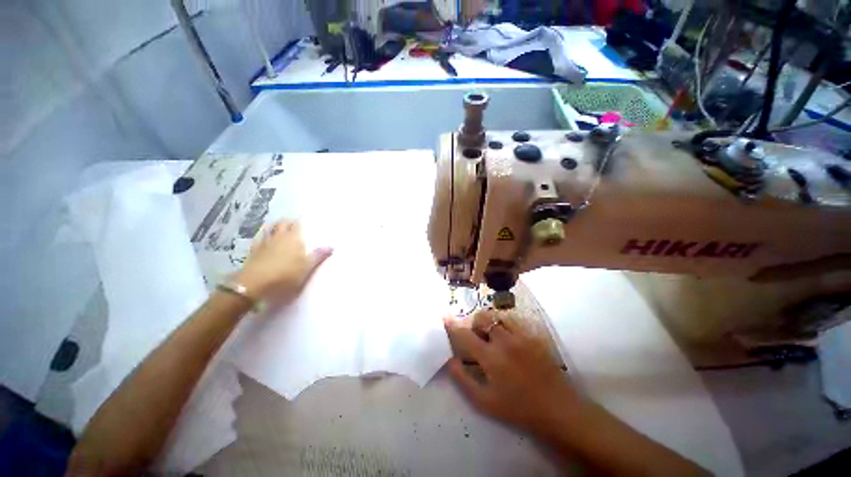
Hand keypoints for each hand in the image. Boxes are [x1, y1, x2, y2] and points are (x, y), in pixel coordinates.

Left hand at [234, 219, 332, 302]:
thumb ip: (318, 256)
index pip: (297, 224)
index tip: (304, 218)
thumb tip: (332, 246)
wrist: (255, 283)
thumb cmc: (285, 274)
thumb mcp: (307, 267)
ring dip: (274, 225)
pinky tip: (263, 237)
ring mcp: (265, 242)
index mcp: (293, 238)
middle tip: (293, 221)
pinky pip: (259, 237)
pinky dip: (263, 234)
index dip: (300, 220)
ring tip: (278, 225)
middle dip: (288, 221)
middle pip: (283, 223)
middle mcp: (279, 236)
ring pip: (269, 228)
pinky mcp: (253, 250)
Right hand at [444, 310, 580, 435]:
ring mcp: (521, 336)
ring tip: (494, 335)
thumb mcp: (485, 402)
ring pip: (499, 316)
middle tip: (477, 336)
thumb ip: (463, 379)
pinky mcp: (534, 336)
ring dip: (491, 321)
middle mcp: (504, 340)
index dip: (453, 325)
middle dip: (475, 323)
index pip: (465, 335)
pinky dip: (506, 323)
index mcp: (490, 357)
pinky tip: (510, 337)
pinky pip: (515, 321)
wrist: (558, 409)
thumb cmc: (518, 408)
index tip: (445, 316)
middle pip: (483, 318)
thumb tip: (450, 359)